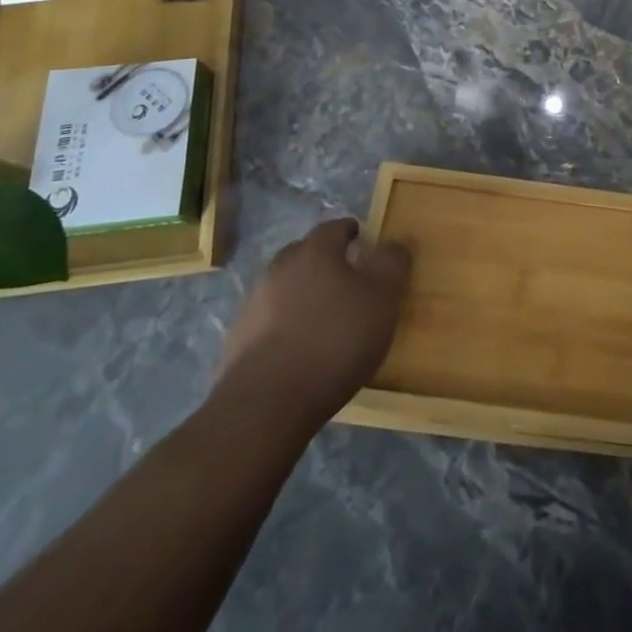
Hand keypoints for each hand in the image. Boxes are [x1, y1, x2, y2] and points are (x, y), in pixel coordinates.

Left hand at [214, 218, 410, 431]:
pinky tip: (300, 351)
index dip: (352, 232)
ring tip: (324, 320)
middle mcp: (279, 268)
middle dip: (325, 262)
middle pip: (305, 254)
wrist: (265, 404)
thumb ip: (392, 263)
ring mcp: (253, 304)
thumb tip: (393, 242)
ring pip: (285, 288)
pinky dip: (285, 327)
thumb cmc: (335, 340)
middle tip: (348, 281)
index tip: (365, 243)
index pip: (335, 228)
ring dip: (303, 296)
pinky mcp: (238, 341)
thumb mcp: (382, 298)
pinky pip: (269, 322)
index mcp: (315, 251)